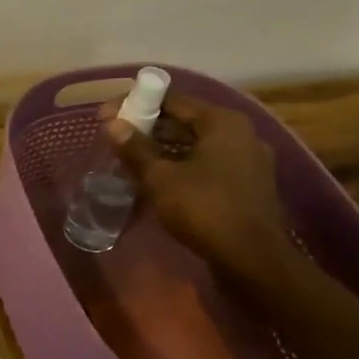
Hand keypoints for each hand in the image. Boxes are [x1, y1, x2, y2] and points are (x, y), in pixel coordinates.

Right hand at [105, 94, 294, 279]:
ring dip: (164, 147)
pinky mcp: (248, 184)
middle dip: (149, 126)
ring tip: (132, 157)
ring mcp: (249, 159)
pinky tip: (160, 178)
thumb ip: (135, 149)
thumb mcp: (160, 178)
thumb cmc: (204, 208)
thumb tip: (112, 124)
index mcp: (223, 122)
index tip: (107, 114)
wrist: (251, 258)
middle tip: (116, 136)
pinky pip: (208, 163)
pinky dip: (183, 164)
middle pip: (186, 120)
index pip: (173, 100)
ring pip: (197, 144)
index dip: (136, 104)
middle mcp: (241, 133)